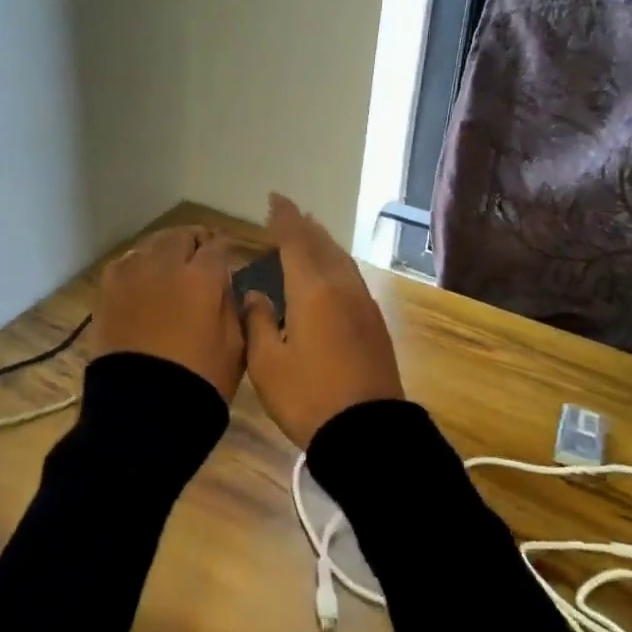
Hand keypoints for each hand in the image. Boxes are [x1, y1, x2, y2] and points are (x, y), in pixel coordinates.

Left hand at [94, 225, 246, 400]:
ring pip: (151, 244)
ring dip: (165, 251)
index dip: (226, 250)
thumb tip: (228, 284)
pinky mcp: (107, 291)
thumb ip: (234, 305)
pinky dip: (138, 267)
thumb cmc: (201, 381)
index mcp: (202, 277)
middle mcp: (165, 264)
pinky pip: (125, 264)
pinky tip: (143, 283)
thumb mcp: (236, 345)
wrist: (143, 410)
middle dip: (194, 243)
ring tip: (170, 269)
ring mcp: (131, 275)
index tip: (228, 260)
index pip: (218, 245)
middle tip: (200, 260)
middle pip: (181, 235)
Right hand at [241, 194, 403, 445]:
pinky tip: (331, 273)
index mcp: (313, 290)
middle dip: (304, 226)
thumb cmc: (308, 397)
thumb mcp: (267, 363)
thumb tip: (257, 295)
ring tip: (310, 234)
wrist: (367, 432)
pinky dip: (336, 264)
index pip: (296, 241)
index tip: (274, 199)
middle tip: (288, 213)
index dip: (283, 218)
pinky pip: (352, 278)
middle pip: (323, 245)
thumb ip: (259, 321)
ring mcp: (363, 305)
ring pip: (341, 260)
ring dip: (323, 243)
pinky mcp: (374, 324)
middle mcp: (342, 288)